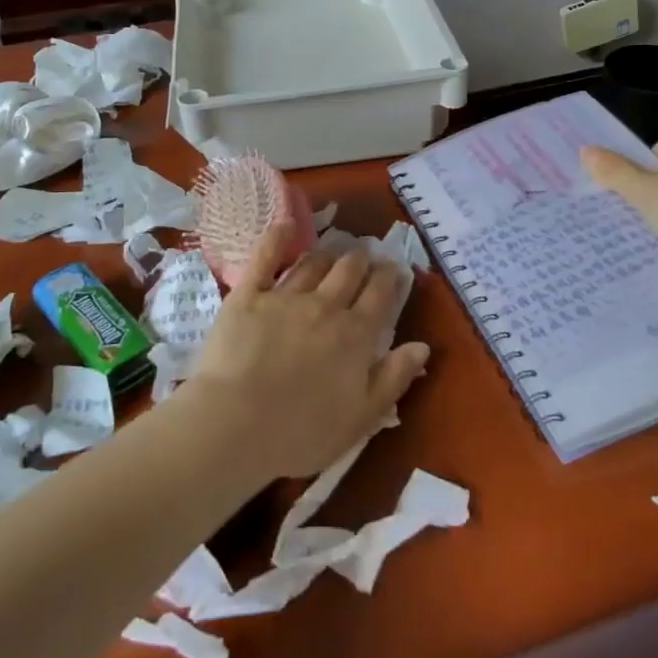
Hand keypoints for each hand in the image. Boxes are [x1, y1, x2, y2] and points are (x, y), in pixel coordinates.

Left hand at [184, 225, 429, 480]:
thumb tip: (423, 346)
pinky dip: (278, 238)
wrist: (234, 425)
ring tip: (335, 249)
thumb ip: (394, 378)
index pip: (380, 295)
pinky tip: (286, 225)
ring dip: (329, 253)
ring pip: (314, 263)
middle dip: (363, 259)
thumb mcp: (361, 416)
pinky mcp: (248, 296)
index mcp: (355, 335)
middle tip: (366, 256)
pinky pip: (265, 258)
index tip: (395, 269)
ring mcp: (285, 297)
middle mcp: (325, 307)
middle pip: (350, 271)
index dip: (390, 278)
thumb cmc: (301, 432)